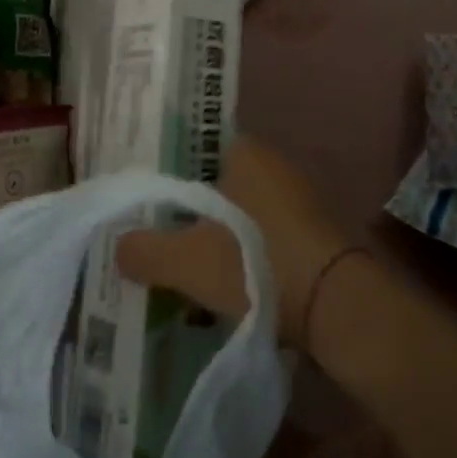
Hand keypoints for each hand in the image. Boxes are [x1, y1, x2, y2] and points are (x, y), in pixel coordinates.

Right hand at [116, 137, 352, 349]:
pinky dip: (249, 260)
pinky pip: (267, 241)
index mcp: (245, 152)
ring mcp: (300, 199)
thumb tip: (117, 246)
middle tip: (165, 248)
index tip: (150, 212)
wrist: (338, 305)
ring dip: (222, 243)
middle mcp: (275, 165)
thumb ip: (146, 250)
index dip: (170, 183)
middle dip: (194, 218)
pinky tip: (233, 292)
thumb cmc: (257, 263)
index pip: (195, 155)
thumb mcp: (188, 260)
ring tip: (192, 278)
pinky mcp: (317, 235)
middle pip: (219, 189)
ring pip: (243, 218)